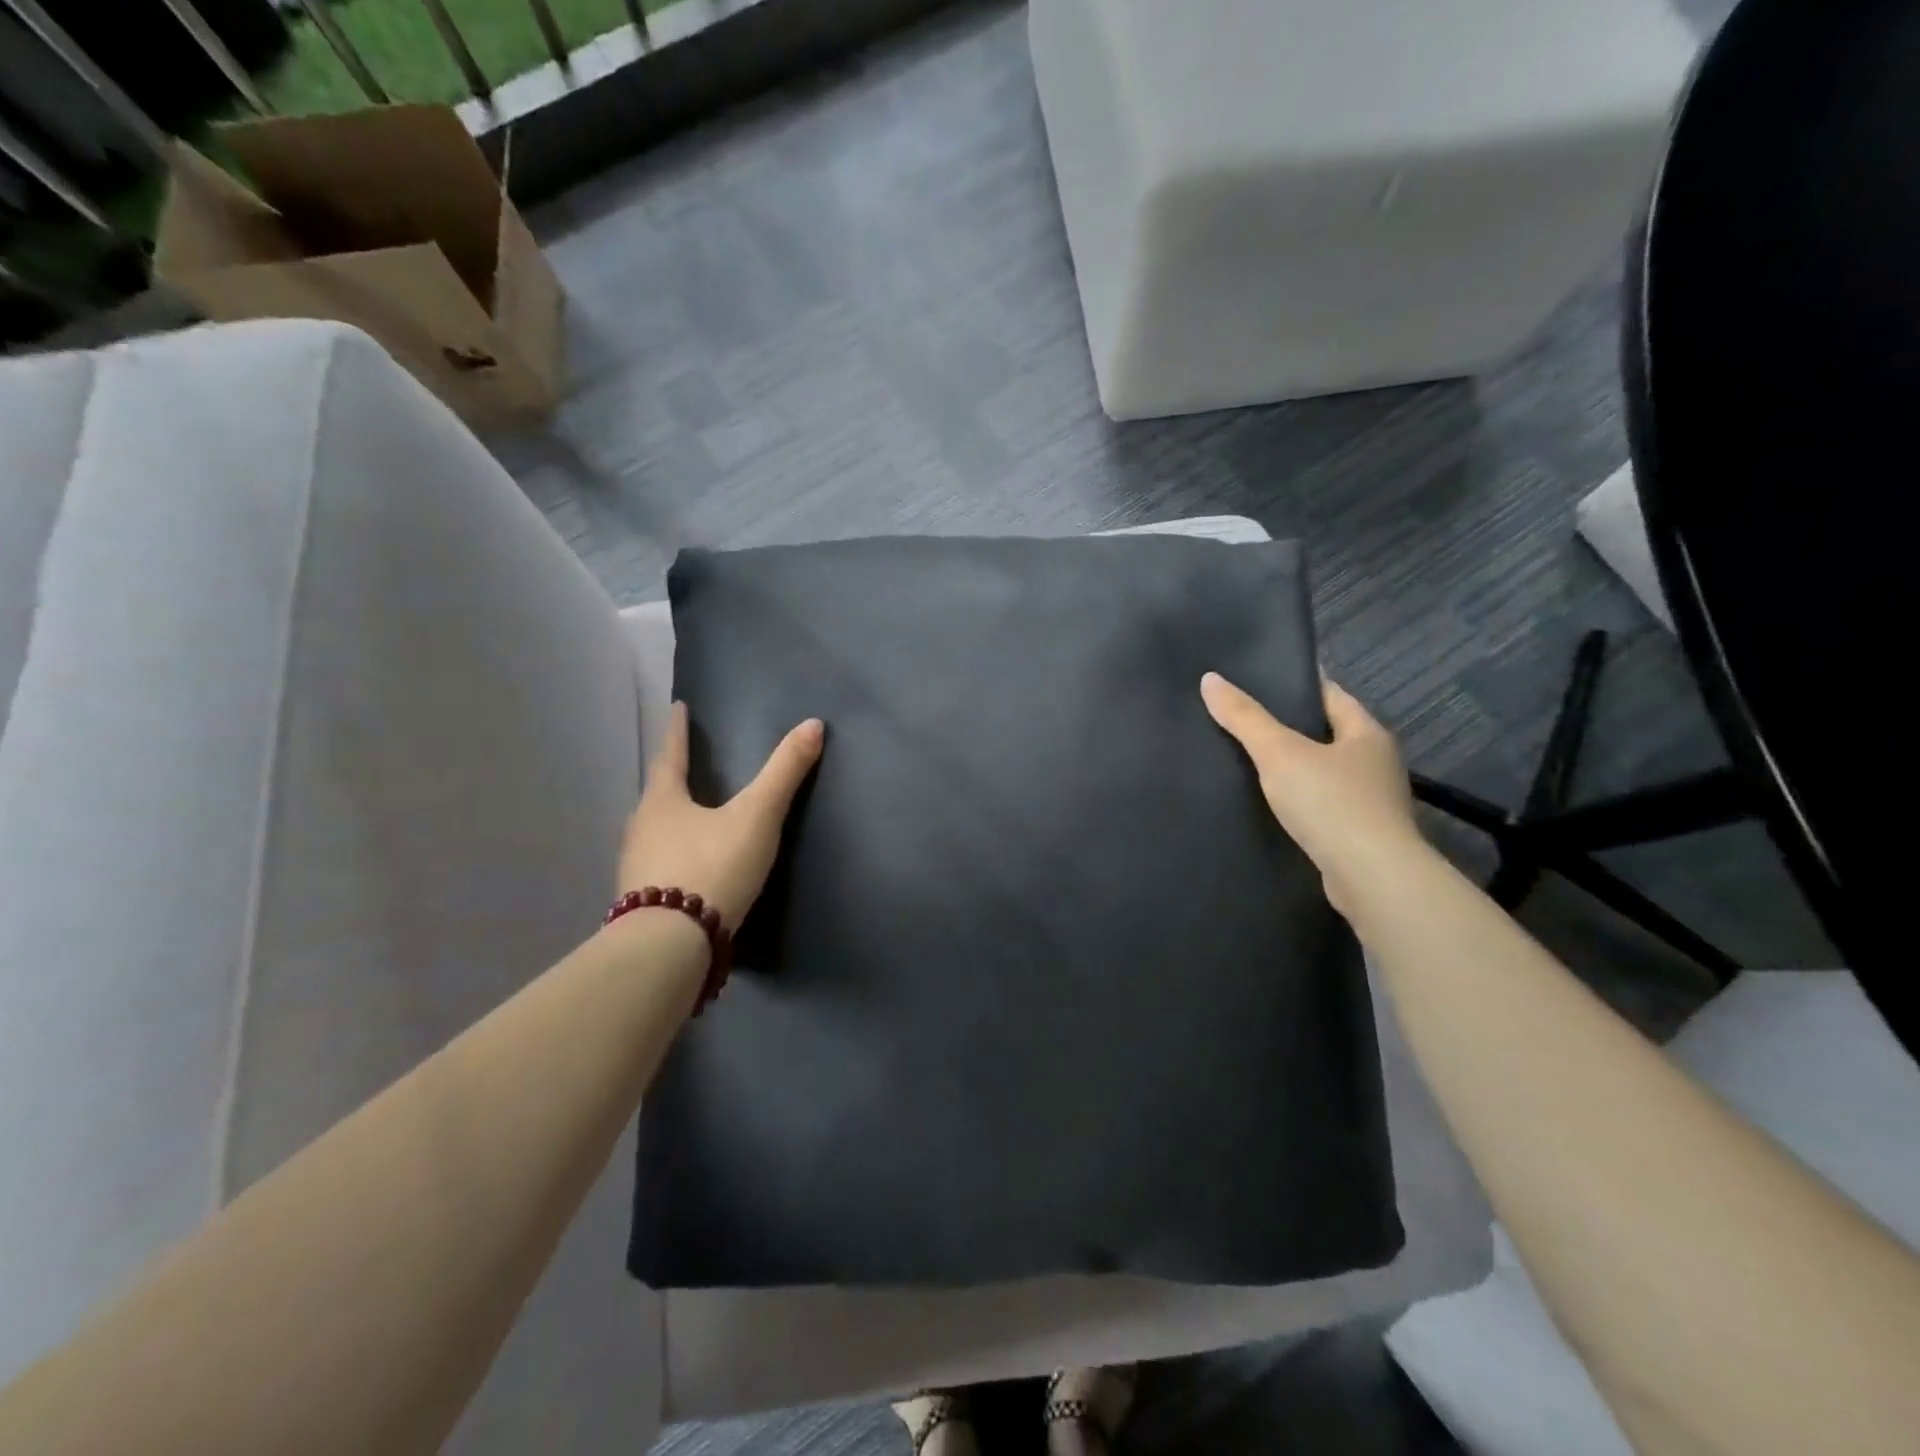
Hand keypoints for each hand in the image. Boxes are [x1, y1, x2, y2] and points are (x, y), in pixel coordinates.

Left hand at [617, 703, 825, 931]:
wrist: (670, 945)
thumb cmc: (712, 867)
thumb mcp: (757, 816)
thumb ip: (784, 773)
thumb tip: (813, 724)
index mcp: (663, 802)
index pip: (671, 756)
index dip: (677, 731)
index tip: (677, 707)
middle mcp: (641, 830)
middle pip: (658, 796)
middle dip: (673, 781)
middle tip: (686, 769)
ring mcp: (636, 870)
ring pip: (655, 834)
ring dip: (671, 823)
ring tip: (690, 821)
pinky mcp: (641, 904)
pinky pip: (659, 868)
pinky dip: (674, 859)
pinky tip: (689, 872)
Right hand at [1200, 672, 1423, 916]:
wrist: (1371, 878)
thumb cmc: (1331, 803)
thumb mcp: (1279, 753)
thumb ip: (1245, 718)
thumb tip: (1210, 679)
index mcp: (1367, 733)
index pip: (1330, 694)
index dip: (1296, 684)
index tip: (1258, 680)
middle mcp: (1376, 762)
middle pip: (1327, 732)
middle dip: (1290, 726)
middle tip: (1242, 718)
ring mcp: (1371, 800)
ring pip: (1324, 770)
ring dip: (1294, 766)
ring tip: (1248, 759)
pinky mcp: (1360, 834)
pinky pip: (1323, 803)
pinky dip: (1299, 798)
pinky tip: (1270, 802)